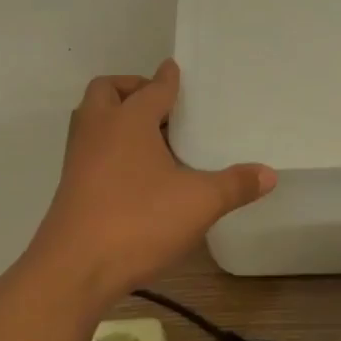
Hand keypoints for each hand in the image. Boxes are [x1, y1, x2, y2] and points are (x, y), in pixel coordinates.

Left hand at [30, 59, 276, 297]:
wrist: (73, 269)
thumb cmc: (138, 221)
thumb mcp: (199, 202)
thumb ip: (235, 185)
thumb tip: (269, 173)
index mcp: (129, 120)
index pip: (153, 88)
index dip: (168, 79)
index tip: (175, 70)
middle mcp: (98, 129)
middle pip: (108, 91)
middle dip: (132, 89)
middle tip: (161, 106)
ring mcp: (79, 158)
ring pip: (93, 119)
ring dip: (116, 117)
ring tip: (150, 138)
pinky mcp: (71, 185)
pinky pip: (90, 148)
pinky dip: (109, 146)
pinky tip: (135, 174)